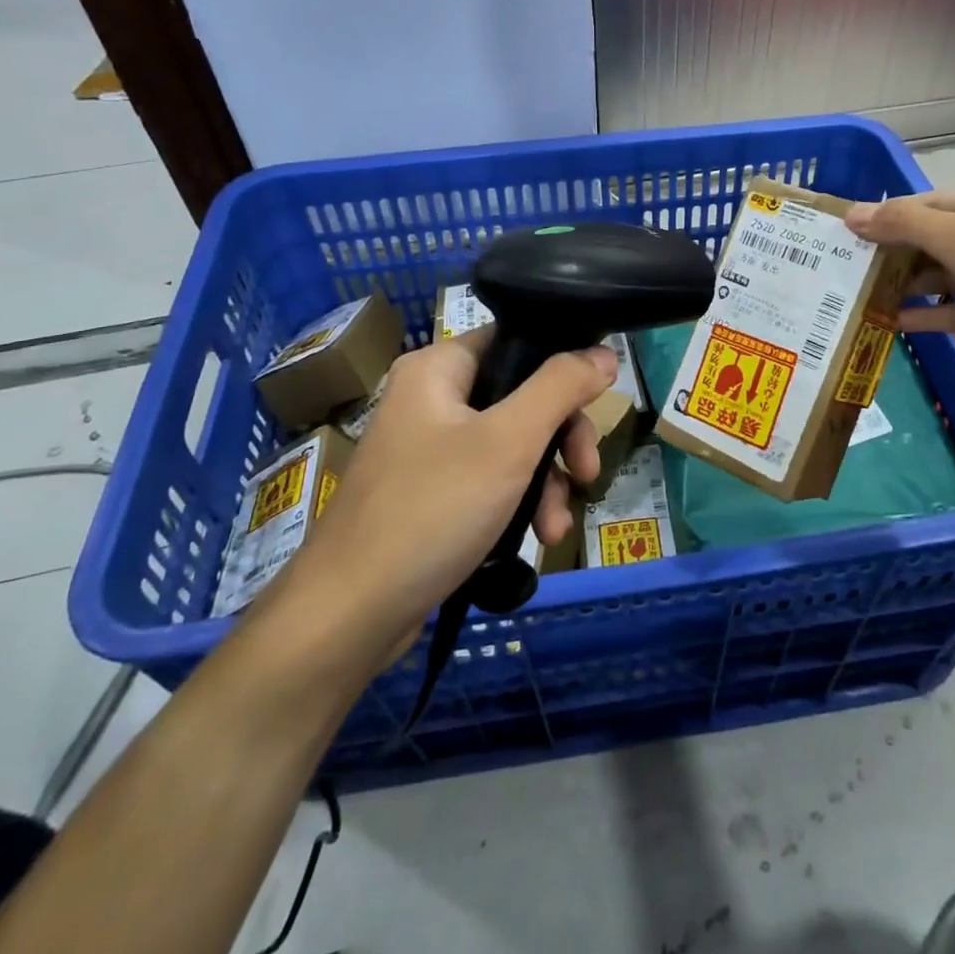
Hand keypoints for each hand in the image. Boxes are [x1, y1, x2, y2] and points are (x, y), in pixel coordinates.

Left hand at [266, 330, 616, 664]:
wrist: (350, 614)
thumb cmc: (433, 510)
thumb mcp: (508, 442)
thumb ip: (560, 388)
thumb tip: (604, 353)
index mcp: (438, 368)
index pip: (515, 340)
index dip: (563, 364)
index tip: (598, 401)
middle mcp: (430, 399)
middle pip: (521, 396)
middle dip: (561, 439)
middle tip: (585, 473)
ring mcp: (428, 449)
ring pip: (511, 444)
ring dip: (545, 482)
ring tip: (556, 528)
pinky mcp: (431, 493)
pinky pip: (489, 480)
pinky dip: (517, 503)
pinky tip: (536, 538)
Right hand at [845, 190, 954, 415]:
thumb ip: (907, 225)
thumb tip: (852, 213)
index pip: (928, 203)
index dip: (886, 214)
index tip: (842, 232)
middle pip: (934, 239)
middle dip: (891, 252)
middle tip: (842, 267)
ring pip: (943, 277)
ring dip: (905, 286)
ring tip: (857, 296)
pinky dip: (927, 316)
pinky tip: (891, 324)